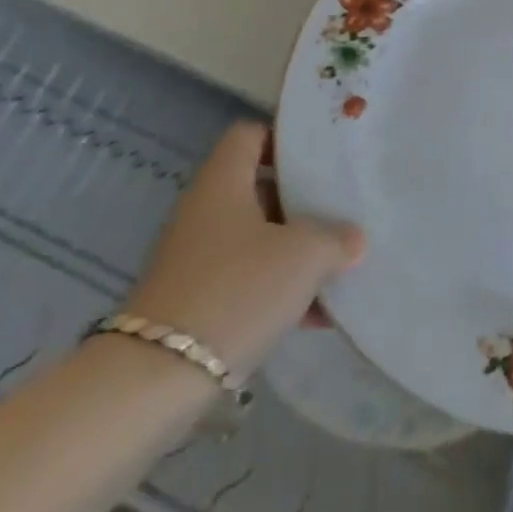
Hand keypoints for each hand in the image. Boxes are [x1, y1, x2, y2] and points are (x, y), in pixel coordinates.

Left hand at [121, 123, 363, 376]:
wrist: (160, 377)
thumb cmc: (237, 290)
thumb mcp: (303, 256)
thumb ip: (335, 238)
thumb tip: (352, 238)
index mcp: (223, 182)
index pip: (251, 135)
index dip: (285, 139)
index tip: (323, 158)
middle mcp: (205, 210)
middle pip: (259, 188)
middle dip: (302, 202)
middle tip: (342, 211)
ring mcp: (197, 257)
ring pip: (256, 238)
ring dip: (295, 251)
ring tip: (339, 267)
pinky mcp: (196, 300)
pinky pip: (247, 280)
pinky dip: (279, 290)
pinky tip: (316, 316)